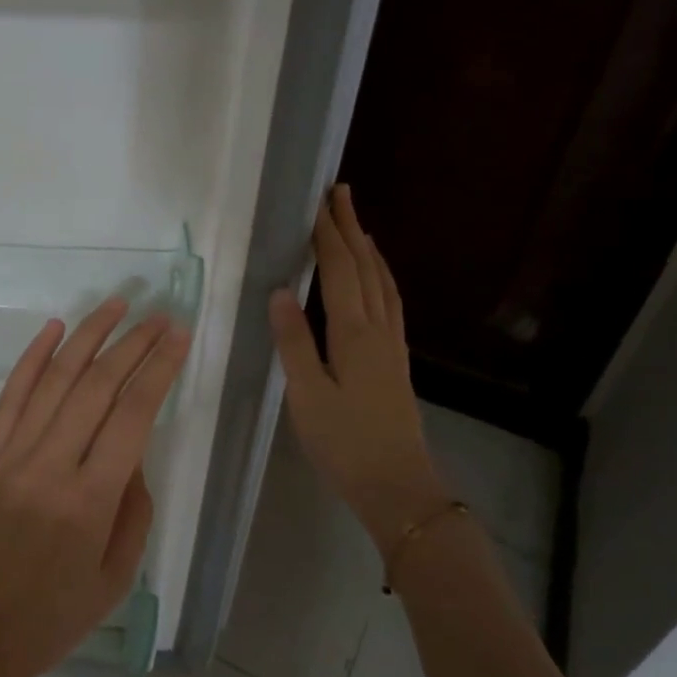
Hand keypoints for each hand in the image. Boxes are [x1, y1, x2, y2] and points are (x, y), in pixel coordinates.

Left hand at [0, 298, 192, 676]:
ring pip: (54, 380)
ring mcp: (8, 457)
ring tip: (117, 303)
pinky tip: (54, 329)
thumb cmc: (48, 623)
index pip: (133, 414)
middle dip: (133, 342)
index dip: (159, 367)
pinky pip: (9, 397)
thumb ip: (134, 510)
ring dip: (88, 336)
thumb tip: (134, 454)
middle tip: (159, 313)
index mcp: (89, 502)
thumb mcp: (114, 579)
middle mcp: (48, 467)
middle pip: (97, 386)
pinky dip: (33, 359)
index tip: (179, 334)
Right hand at [269, 185, 447, 557]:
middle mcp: (378, 329)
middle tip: (340, 192)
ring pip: (383, 283)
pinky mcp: (396, 360)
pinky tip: (376, 281)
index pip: (340, 270)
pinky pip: (391, 302)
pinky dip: (381, 277)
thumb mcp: (306, 395)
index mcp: (353, 333)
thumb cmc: (344, 443)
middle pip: (366, 267)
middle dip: (350, 228)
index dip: (328, 234)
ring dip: (369, 249)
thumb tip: (279, 291)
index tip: (317, 201)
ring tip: (357, 225)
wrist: (397, 484)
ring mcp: (393, 344)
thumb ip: (293, 342)